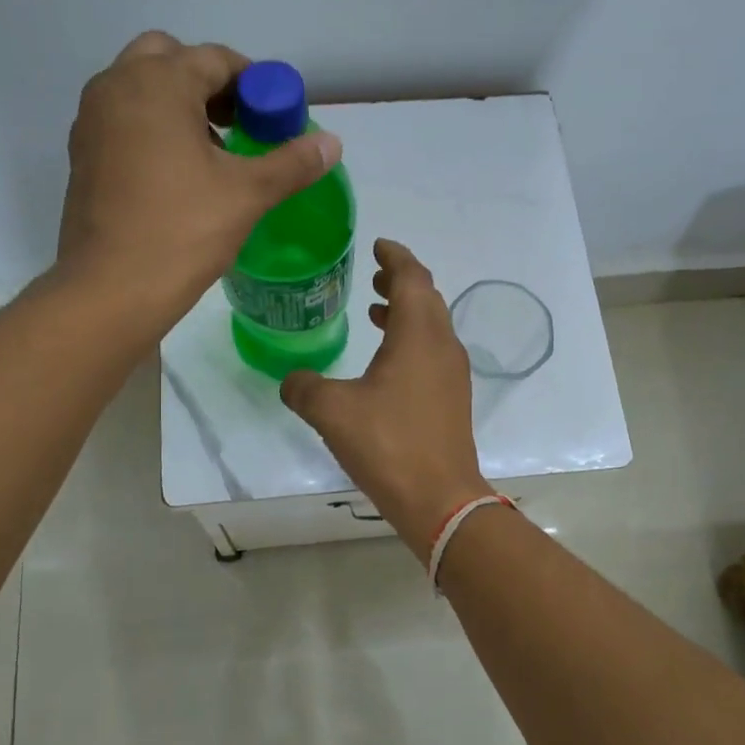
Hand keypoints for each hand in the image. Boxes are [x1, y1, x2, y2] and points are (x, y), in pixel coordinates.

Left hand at [57, 31, 342, 326]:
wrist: (111, 289)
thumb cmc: (182, 231)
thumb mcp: (247, 194)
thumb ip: (292, 163)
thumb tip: (332, 143)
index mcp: (157, 83)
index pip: (216, 59)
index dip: (254, 84)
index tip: (276, 117)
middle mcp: (116, 87)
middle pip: (169, 59)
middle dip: (209, 84)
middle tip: (239, 124)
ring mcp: (92, 120)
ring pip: (142, 89)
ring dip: (179, 104)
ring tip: (214, 152)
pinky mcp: (83, 154)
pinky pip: (124, 120)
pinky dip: (152, 129)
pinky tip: (178, 175)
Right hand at [280, 239, 491, 561]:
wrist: (439, 499)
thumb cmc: (388, 444)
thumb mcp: (332, 411)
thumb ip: (304, 387)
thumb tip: (291, 380)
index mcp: (419, 335)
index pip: (412, 277)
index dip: (395, 257)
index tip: (378, 245)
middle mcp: (442, 346)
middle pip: (426, 298)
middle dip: (401, 282)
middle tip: (373, 276)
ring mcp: (452, 374)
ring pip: (431, 326)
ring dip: (406, 312)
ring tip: (375, 311)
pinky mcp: (452, 399)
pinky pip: (432, 352)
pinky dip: (411, 341)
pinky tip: (386, 362)